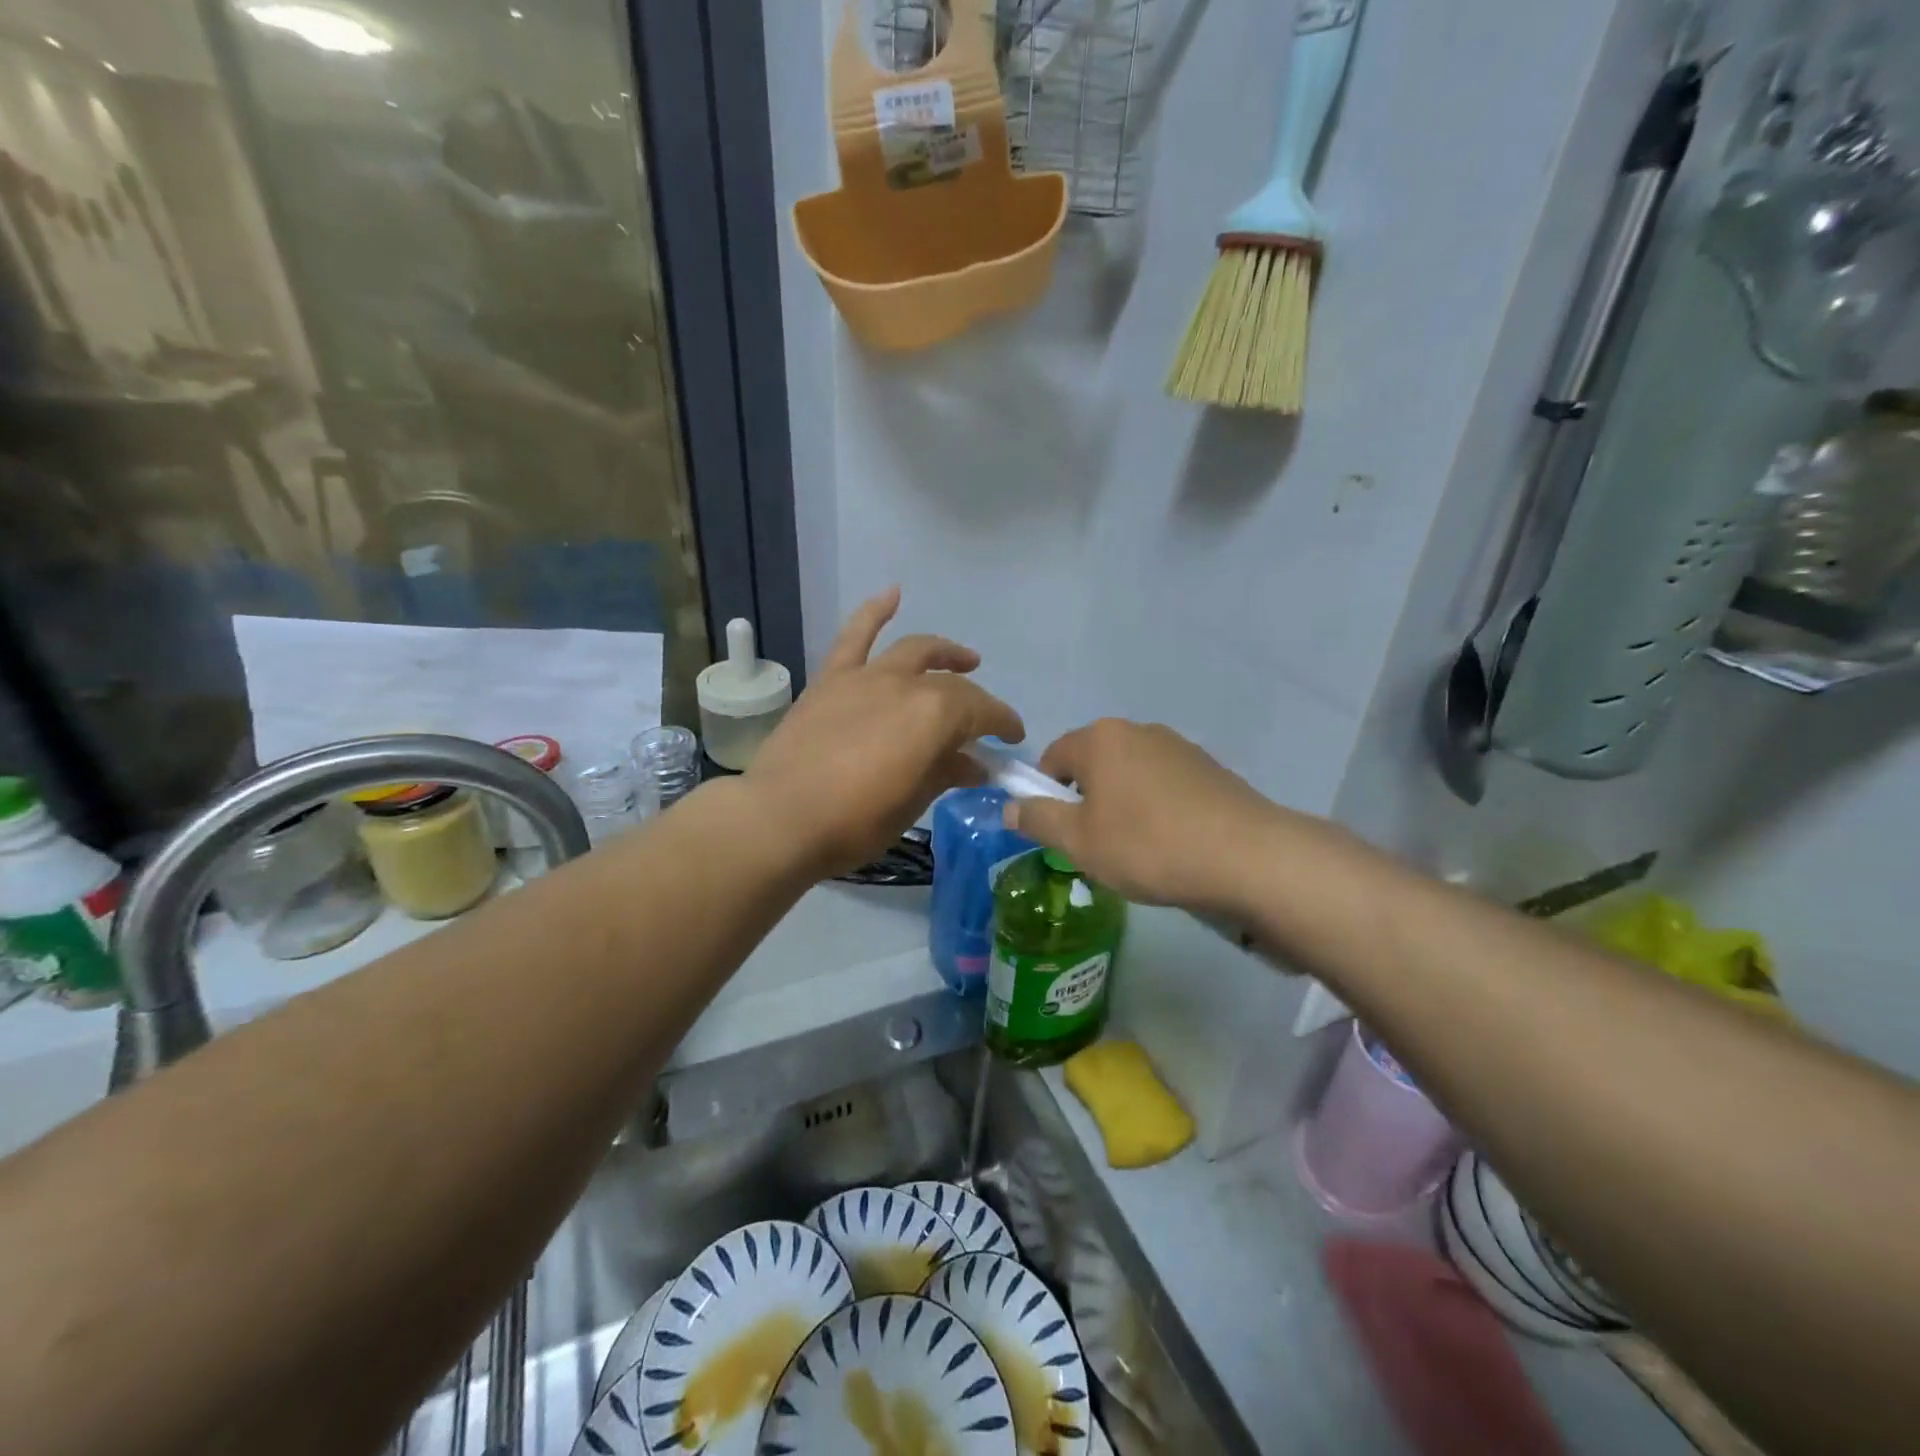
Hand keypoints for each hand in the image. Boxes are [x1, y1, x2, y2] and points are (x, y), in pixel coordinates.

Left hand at [745, 589, 1023, 878]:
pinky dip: (875, 611)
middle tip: (984, 723)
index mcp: (935, 715)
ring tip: (964, 659)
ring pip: (915, 651)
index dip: (1003, 724)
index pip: (983, 712)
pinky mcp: (832, 679)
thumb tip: (973, 765)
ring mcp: (867, 676)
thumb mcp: (913, 803)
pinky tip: (893, 594)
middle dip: (977, 702)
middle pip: (952, 685)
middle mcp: (906, 684)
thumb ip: (946, 773)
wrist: (780, 819)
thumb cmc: (855, 822)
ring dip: (944, 652)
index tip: (1013, 739)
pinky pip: (855, 636)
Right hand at [1006, 719, 1293, 911]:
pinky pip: (1165, 784)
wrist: (1246, 856)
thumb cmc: (1147, 845)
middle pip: (1093, 763)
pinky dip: (1158, 807)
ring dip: (1123, 804)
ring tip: (1140, 849)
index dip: (1045, 794)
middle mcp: (1137, 730)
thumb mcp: (1078, 842)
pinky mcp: (1210, 768)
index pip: (1052, 757)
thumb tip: (1009, 807)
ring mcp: (1178, 746)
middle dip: (1087, 800)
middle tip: (1097, 845)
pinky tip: (1174, 843)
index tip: (1060, 831)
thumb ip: (1038, 820)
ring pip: (1130, 774)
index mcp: (1100, 738)